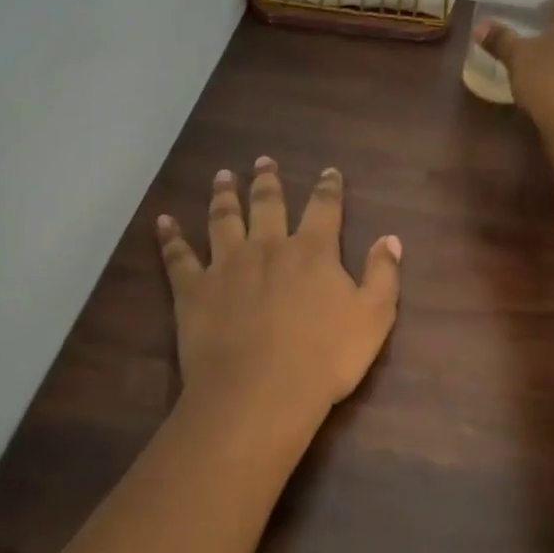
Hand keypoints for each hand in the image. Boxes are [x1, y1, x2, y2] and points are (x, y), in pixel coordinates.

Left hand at [156, 159, 401, 427]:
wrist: (261, 391)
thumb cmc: (325, 358)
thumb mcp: (374, 317)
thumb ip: (383, 274)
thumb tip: (390, 238)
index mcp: (312, 251)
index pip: (324, 208)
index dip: (329, 188)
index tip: (329, 171)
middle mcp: (267, 247)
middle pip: (267, 204)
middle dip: (267, 181)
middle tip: (263, 161)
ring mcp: (226, 265)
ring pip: (223, 219)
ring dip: (223, 196)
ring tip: (222, 176)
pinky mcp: (194, 290)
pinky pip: (179, 257)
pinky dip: (170, 237)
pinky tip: (163, 221)